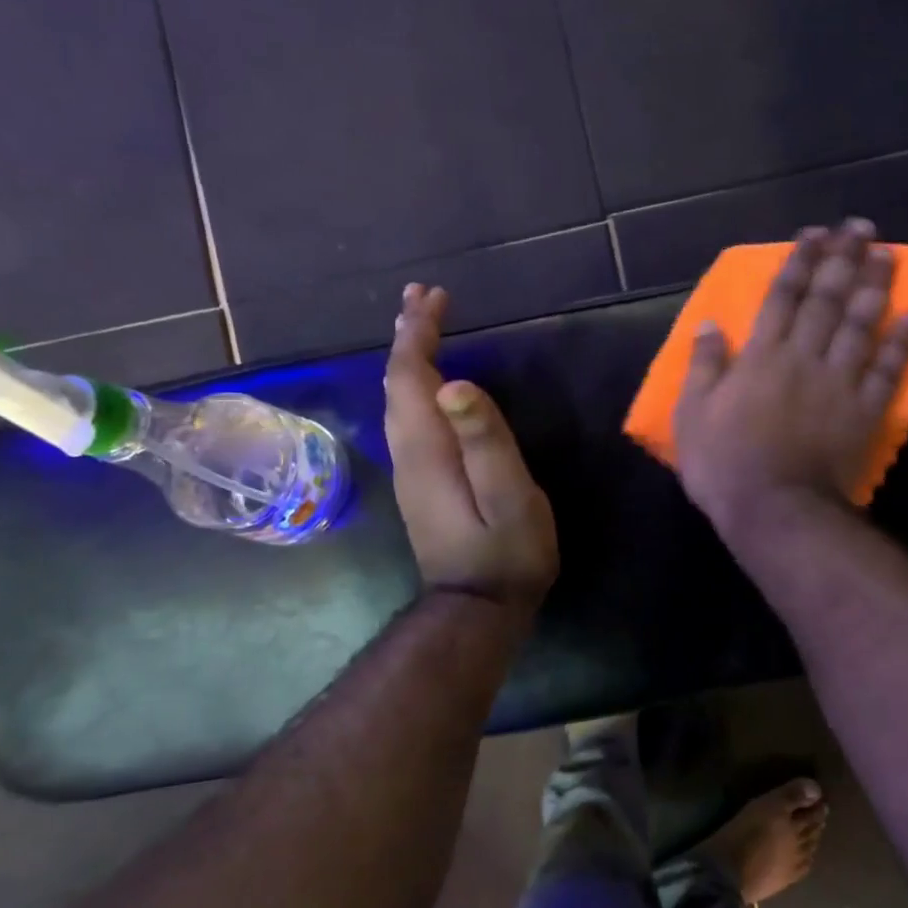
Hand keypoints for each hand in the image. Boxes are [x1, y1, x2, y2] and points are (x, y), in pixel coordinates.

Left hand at [384, 284, 558, 611]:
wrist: (478, 610)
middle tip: (424, 297)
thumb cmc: (506, 554)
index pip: (412, 376)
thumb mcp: (509, 498)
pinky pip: (409, 419)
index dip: (420, 333)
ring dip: (410, 359)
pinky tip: (431, 384)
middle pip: (398, 382)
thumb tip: (456, 385)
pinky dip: (416, 386)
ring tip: (423, 325)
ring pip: (399, 401)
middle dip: (409, 336)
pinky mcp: (422, 485)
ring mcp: (411, 471)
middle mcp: (408, 453)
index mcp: (428, 448)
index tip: (434, 296)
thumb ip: (484, 442)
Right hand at [674, 219, 907, 535]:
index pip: (782, 297)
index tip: (815, 234)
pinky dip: (901, 343)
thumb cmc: (724, 466)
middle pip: (827, 300)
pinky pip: (887, 371)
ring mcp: (839, 383)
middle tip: (861, 227)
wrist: (775, 510)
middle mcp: (804, 358)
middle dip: (843, 260)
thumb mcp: (692, 416)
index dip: (799, 262)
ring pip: (860, 325)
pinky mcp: (864, 412)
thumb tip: (709, 324)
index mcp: (761, 357)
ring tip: (887, 255)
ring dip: (875, 287)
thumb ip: (703, 367)